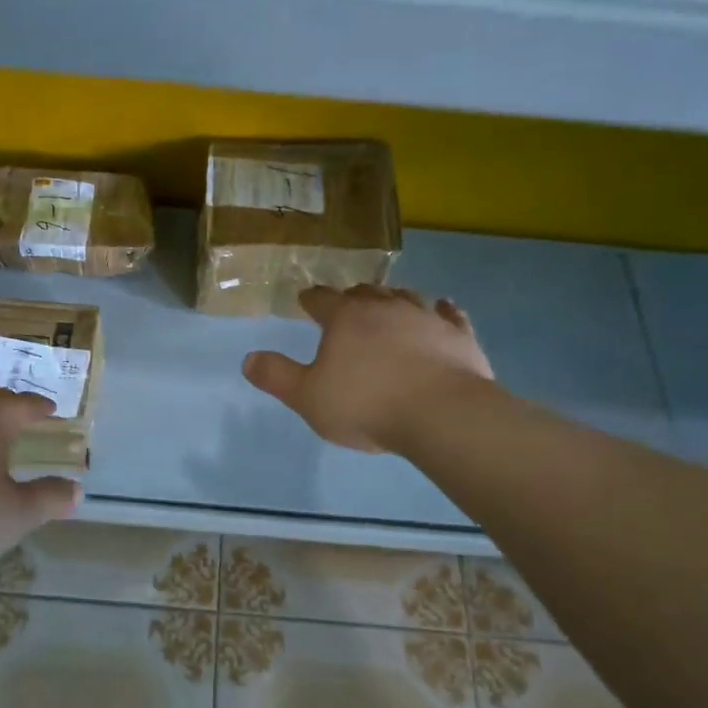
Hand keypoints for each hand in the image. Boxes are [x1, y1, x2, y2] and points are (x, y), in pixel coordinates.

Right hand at [243, 285, 494, 452]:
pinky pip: (449, 314)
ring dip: (394, 299)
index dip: (311, 300)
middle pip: (365, 293)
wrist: (442, 414)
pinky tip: (444, 308)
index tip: (305, 301)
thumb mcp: (308, 398)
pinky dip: (443, 310)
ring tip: (390, 304)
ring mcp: (426, 317)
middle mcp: (385, 307)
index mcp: (345, 318)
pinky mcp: (459, 335)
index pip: (321, 299)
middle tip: (347, 304)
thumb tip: (248, 359)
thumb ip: (277, 377)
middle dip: (353, 297)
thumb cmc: (366, 404)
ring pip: (406, 297)